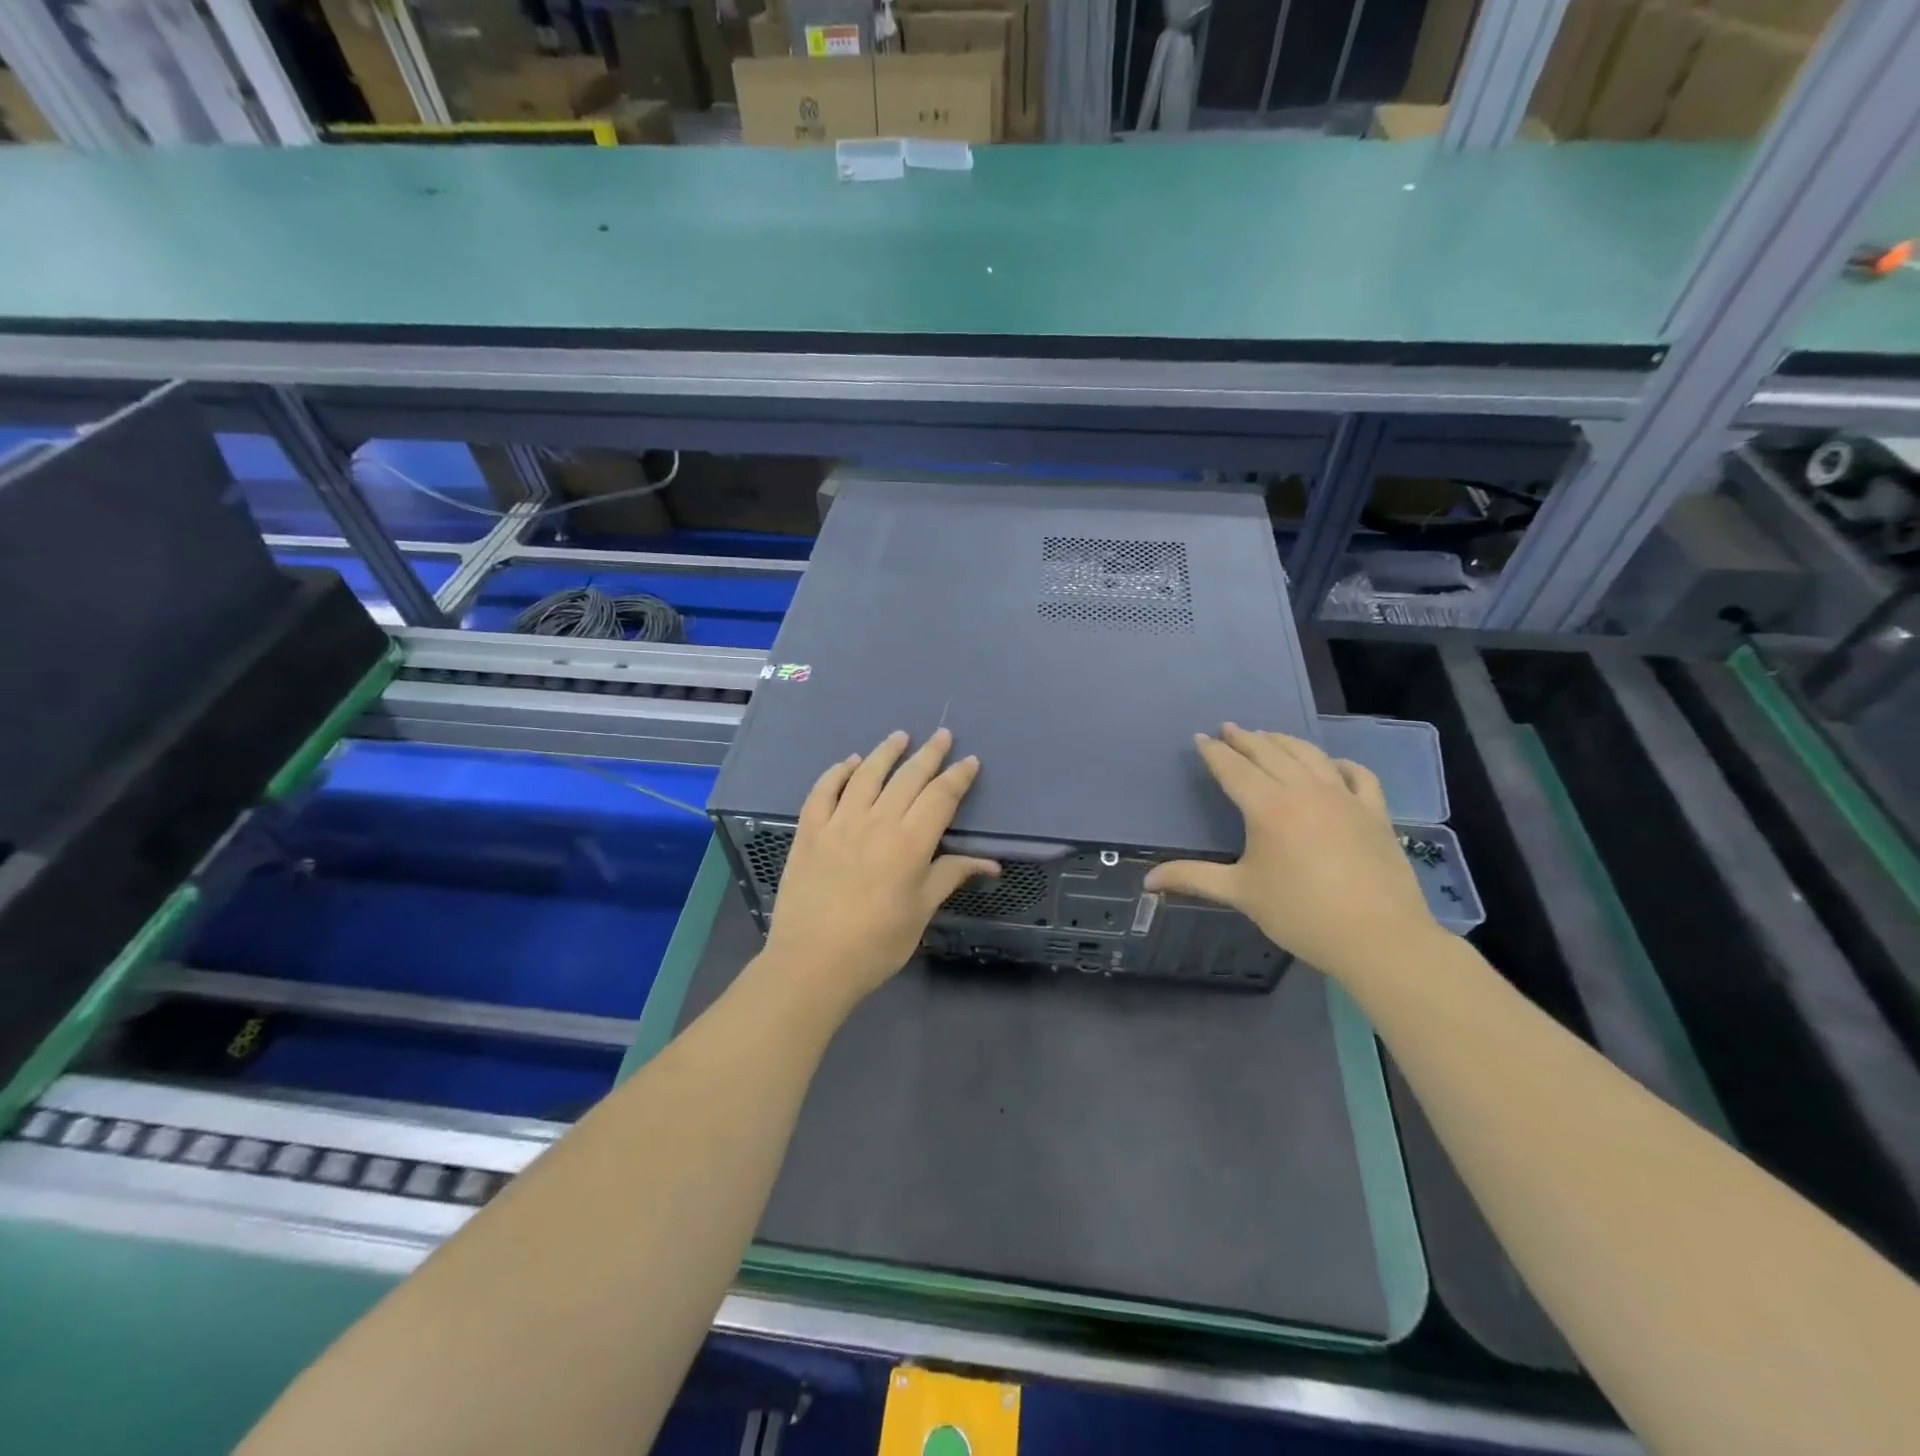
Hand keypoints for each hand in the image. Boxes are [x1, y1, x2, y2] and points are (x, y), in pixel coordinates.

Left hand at [763, 728, 999, 1010]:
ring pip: (866, 774)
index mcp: (910, 843)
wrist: (812, 963)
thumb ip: (950, 876)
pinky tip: (848, 763)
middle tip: (942, 735)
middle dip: (929, 754)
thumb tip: (990, 863)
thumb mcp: (920, 912)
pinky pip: (823, 791)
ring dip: (885, 752)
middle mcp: (876, 822)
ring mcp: (839, 823)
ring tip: (899, 736)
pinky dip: (837, 772)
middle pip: (907, 777)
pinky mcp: (809, 831)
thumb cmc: (876, 944)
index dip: (957, 777)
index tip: (969, 760)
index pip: (940, 797)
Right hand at [1145, 724, 1440, 979]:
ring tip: (1268, 736)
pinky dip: (1338, 763)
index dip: (1214, 752)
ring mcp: (1344, 797)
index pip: (1234, 769)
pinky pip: (1357, 774)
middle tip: (1228, 728)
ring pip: (1310, 755)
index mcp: (1268, 807)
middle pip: (1270, 753)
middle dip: (1245, 739)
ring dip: (1284, 741)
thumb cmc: (1300, 914)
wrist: (1378, 938)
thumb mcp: (1240, 893)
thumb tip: (1147, 880)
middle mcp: (1304, 791)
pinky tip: (1330, 765)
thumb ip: (1193, 878)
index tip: (1200, 738)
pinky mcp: (1374, 811)